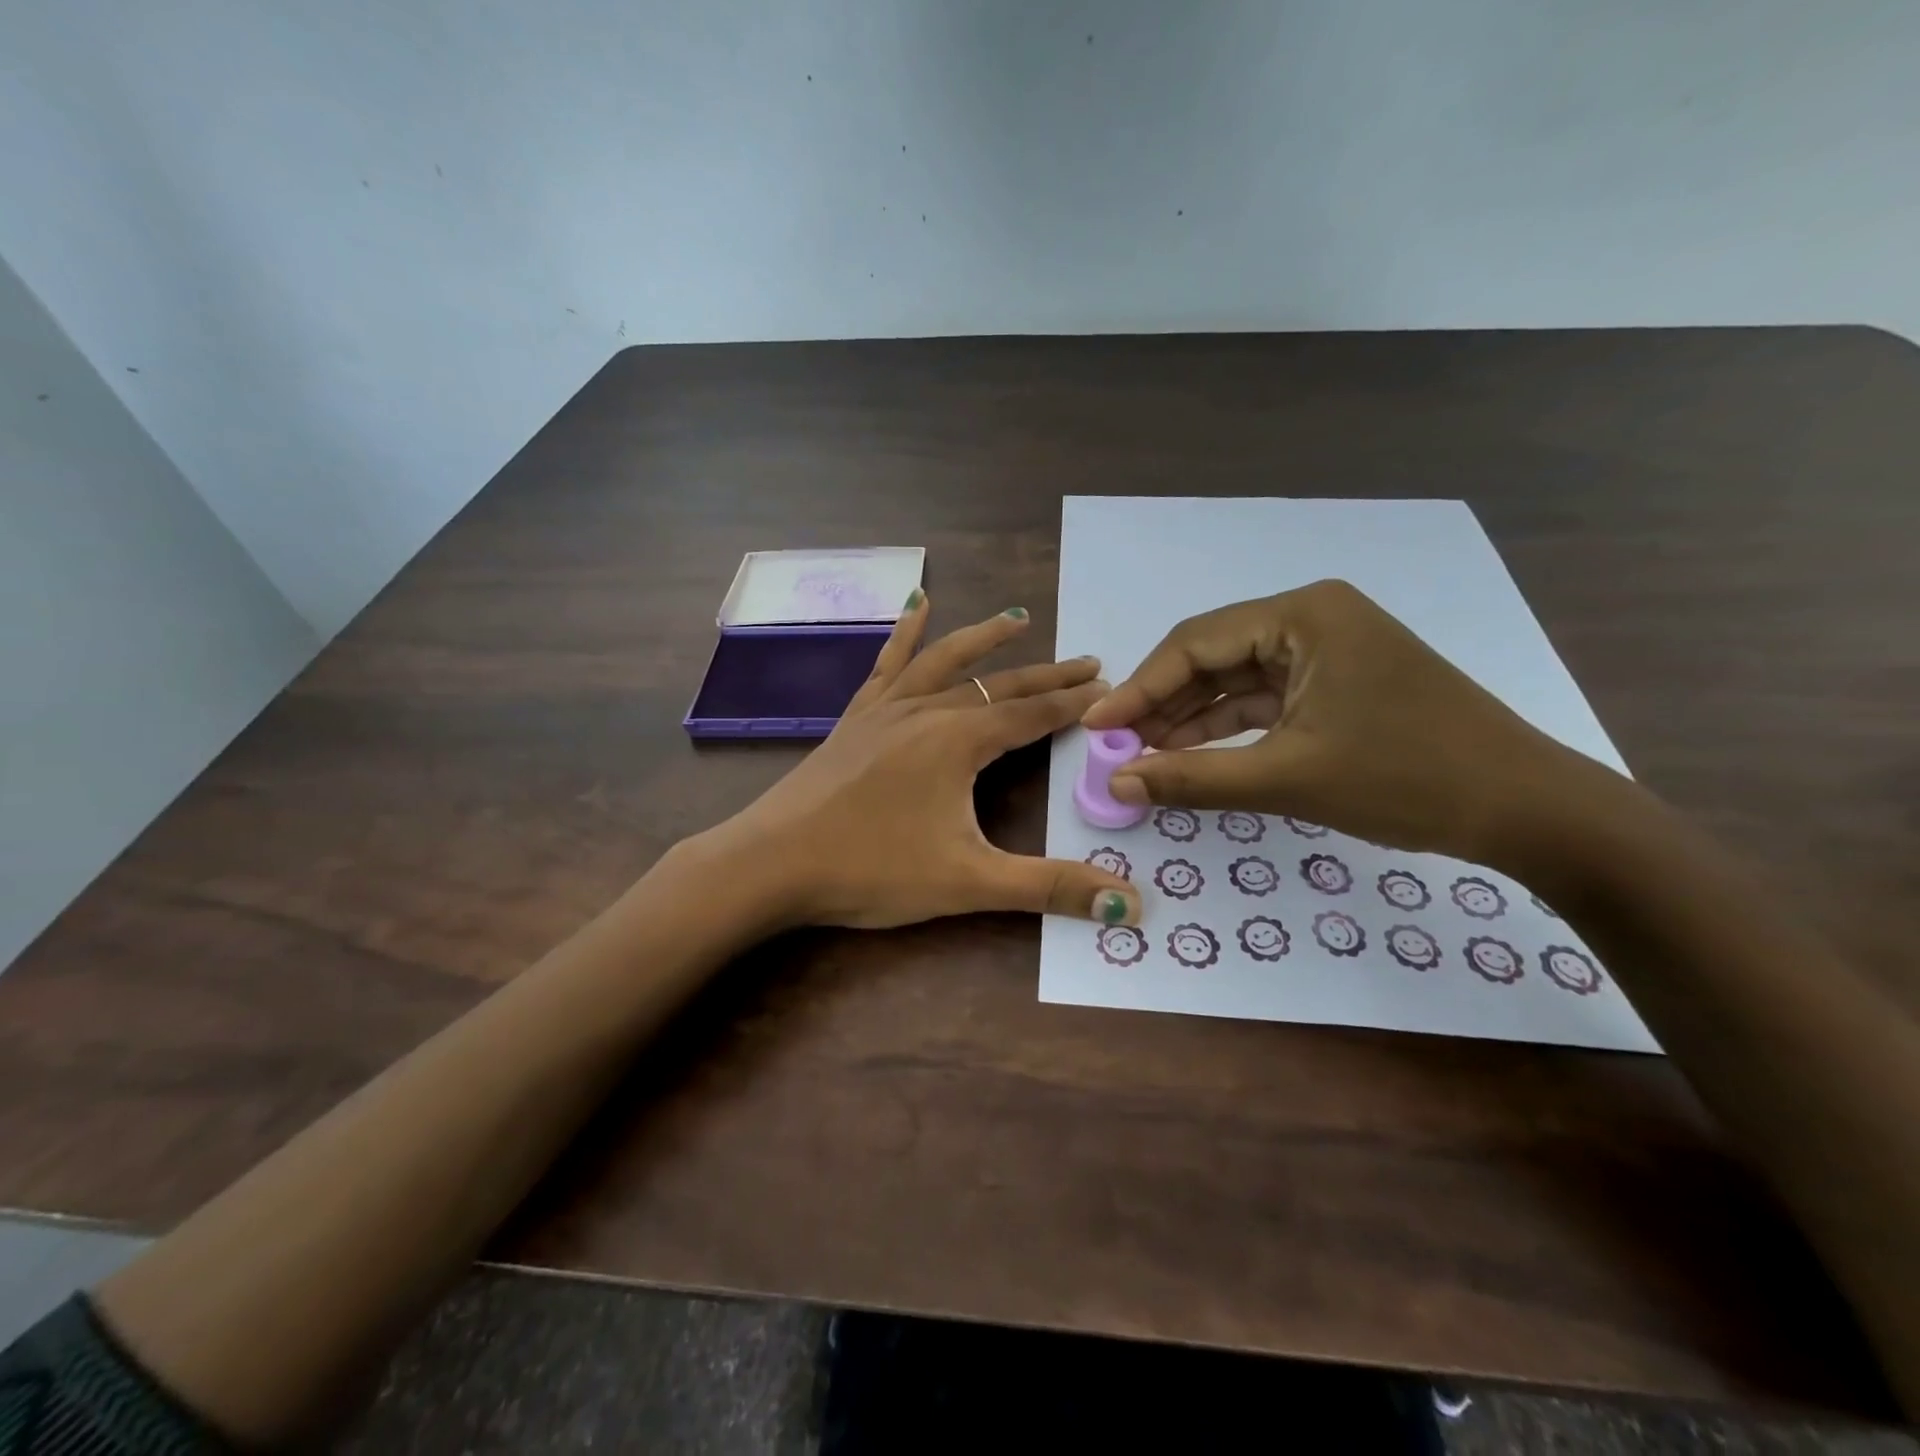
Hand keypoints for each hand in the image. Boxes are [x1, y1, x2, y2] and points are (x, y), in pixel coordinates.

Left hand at [705, 595, 1141, 930]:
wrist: (770, 863)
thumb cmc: (870, 870)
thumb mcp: (968, 882)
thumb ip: (1047, 888)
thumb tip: (1129, 903)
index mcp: (958, 741)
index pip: (1032, 714)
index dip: (1074, 703)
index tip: (1109, 688)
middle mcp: (926, 712)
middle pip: (999, 685)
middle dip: (1047, 674)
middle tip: (1088, 661)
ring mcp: (885, 711)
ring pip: (945, 662)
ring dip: (985, 640)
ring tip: (1017, 618)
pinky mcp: (855, 719)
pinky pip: (887, 666)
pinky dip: (906, 633)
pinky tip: (916, 604)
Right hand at [1080, 579, 1599, 867]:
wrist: (1528, 810)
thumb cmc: (1407, 778)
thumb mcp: (1287, 779)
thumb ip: (1192, 778)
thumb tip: (1115, 784)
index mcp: (1303, 615)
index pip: (1195, 644)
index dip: (1138, 689)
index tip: (1096, 728)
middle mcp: (1312, 619)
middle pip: (1212, 658)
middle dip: (1162, 706)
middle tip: (1116, 750)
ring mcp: (1329, 651)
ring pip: (1236, 682)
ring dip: (1191, 720)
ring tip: (1143, 758)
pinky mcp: (1339, 684)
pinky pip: (1266, 701)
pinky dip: (1228, 730)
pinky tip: (1191, 756)